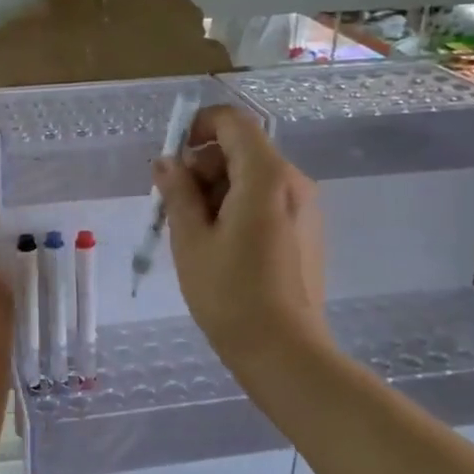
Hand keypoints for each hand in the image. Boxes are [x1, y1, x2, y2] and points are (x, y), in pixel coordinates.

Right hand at [152, 105, 326, 370]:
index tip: (173, 155)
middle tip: (173, 206)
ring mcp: (304, 208)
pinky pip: (267, 201)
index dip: (199, 125)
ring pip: (253, 177)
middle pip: (242, 151)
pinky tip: (220, 247)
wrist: (284, 350)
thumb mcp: (191, 240)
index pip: (234, 123)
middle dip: (203, 167)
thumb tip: (167, 162)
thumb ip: (178, 192)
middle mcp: (293, 182)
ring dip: (217, 190)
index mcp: (266, 176)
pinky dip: (238, 208)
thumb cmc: (230, 294)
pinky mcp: (305, 231)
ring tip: (193, 233)